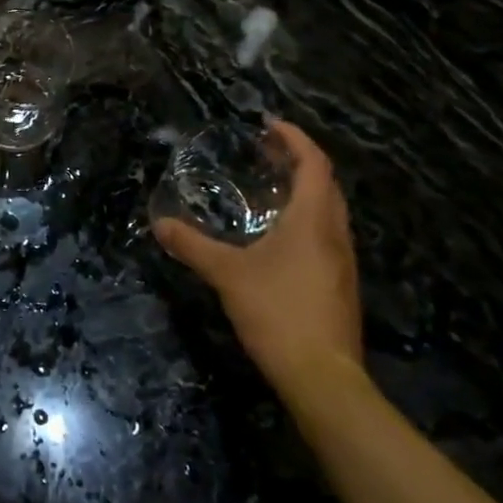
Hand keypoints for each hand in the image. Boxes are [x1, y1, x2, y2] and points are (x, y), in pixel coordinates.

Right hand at [153, 120, 362, 393]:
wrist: (323, 377)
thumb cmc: (278, 313)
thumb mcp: (227, 274)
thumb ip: (192, 246)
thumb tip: (158, 223)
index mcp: (314, 221)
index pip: (314, 164)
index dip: (295, 139)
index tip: (269, 125)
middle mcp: (336, 234)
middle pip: (326, 184)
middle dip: (299, 161)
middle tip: (266, 151)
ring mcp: (343, 262)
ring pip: (330, 211)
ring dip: (306, 190)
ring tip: (271, 186)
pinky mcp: (340, 285)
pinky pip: (327, 234)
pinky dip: (306, 218)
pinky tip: (279, 235)